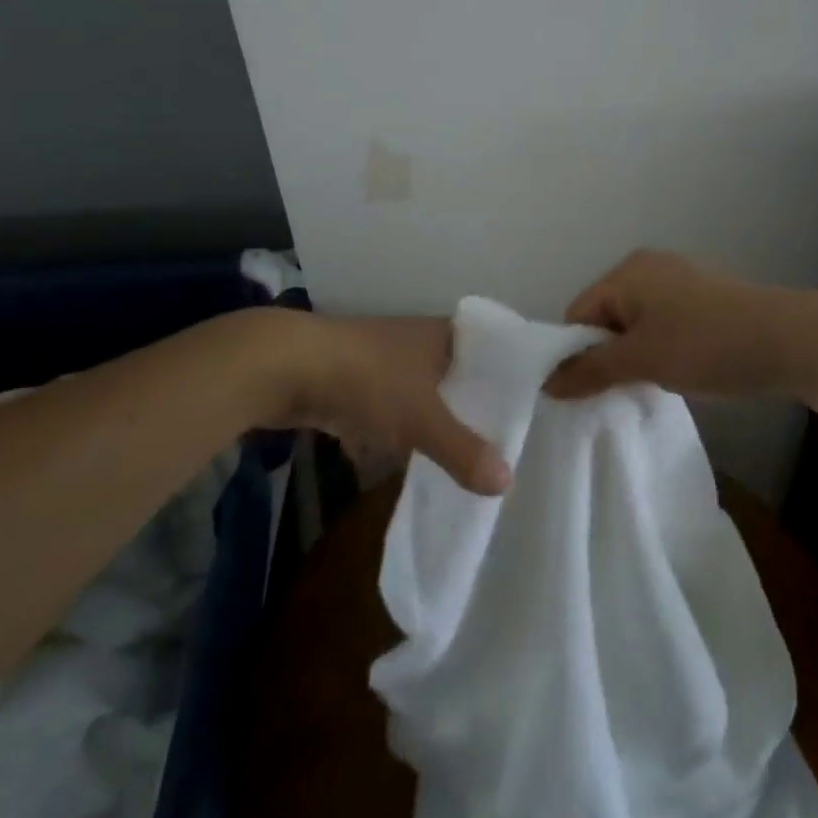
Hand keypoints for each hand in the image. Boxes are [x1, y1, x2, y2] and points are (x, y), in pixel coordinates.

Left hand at [258, 311, 511, 495]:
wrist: (287, 366)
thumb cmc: (368, 379)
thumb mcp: (422, 418)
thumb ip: (463, 450)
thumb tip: (506, 483)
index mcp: (443, 335)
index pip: (489, 348)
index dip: (508, 373)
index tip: (530, 403)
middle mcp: (417, 341)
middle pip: (456, 373)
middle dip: (471, 404)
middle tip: (501, 438)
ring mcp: (383, 359)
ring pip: (421, 392)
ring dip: (433, 418)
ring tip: (461, 453)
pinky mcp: (354, 380)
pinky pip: (388, 407)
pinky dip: (397, 430)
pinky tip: (404, 457)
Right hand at [543, 250, 805, 401]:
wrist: (788, 340)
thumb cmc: (705, 345)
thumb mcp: (641, 360)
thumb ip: (590, 370)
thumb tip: (546, 383)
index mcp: (626, 272)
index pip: (577, 313)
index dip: (576, 353)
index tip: (588, 390)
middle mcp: (647, 266)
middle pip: (605, 316)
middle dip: (606, 354)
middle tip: (618, 391)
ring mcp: (678, 279)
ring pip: (635, 322)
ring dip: (634, 354)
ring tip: (649, 384)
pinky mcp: (702, 296)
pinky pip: (662, 322)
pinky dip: (659, 346)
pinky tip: (676, 370)